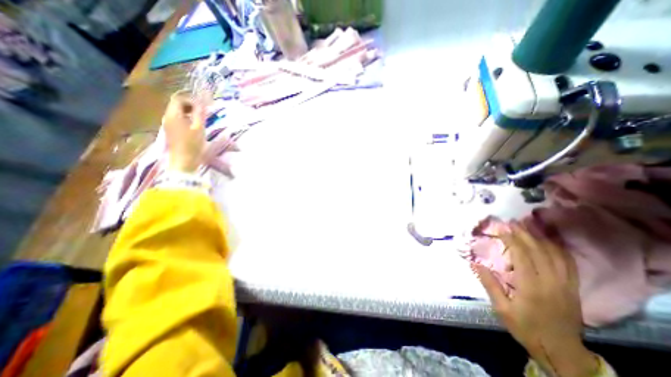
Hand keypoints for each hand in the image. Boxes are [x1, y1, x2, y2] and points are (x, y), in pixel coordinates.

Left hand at [162, 90, 203, 171]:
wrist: (183, 162)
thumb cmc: (193, 145)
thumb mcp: (199, 129)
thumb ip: (200, 114)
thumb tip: (202, 103)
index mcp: (173, 115)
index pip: (179, 99)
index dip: (191, 100)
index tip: (203, 106)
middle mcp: (167, 117)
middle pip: (176, 104)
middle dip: (190, 105)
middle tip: (203, 112)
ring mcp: (168, 125)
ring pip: (177, 112)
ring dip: (189, 112)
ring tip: (201, 119)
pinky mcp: (171, 131)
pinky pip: (177, 119)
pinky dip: (186, 118)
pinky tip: (195, 126)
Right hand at [471, 223, 597, 376]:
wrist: (562, 352)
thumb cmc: (527, 329)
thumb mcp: (502, 309)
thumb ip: (489, 284)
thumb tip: (475, 264)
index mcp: (532, 288)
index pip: (523, 256)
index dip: (511, 240)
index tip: (501, 229)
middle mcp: (552, 283)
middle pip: (539, 251)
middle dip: (524, 234)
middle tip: (512, 222)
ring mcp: (566, 285)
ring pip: (556, 255)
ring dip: (540, 238)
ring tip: (528, 227)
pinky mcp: (573, 288)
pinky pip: (569, 264)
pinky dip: (558, 249)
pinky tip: (549, 242)